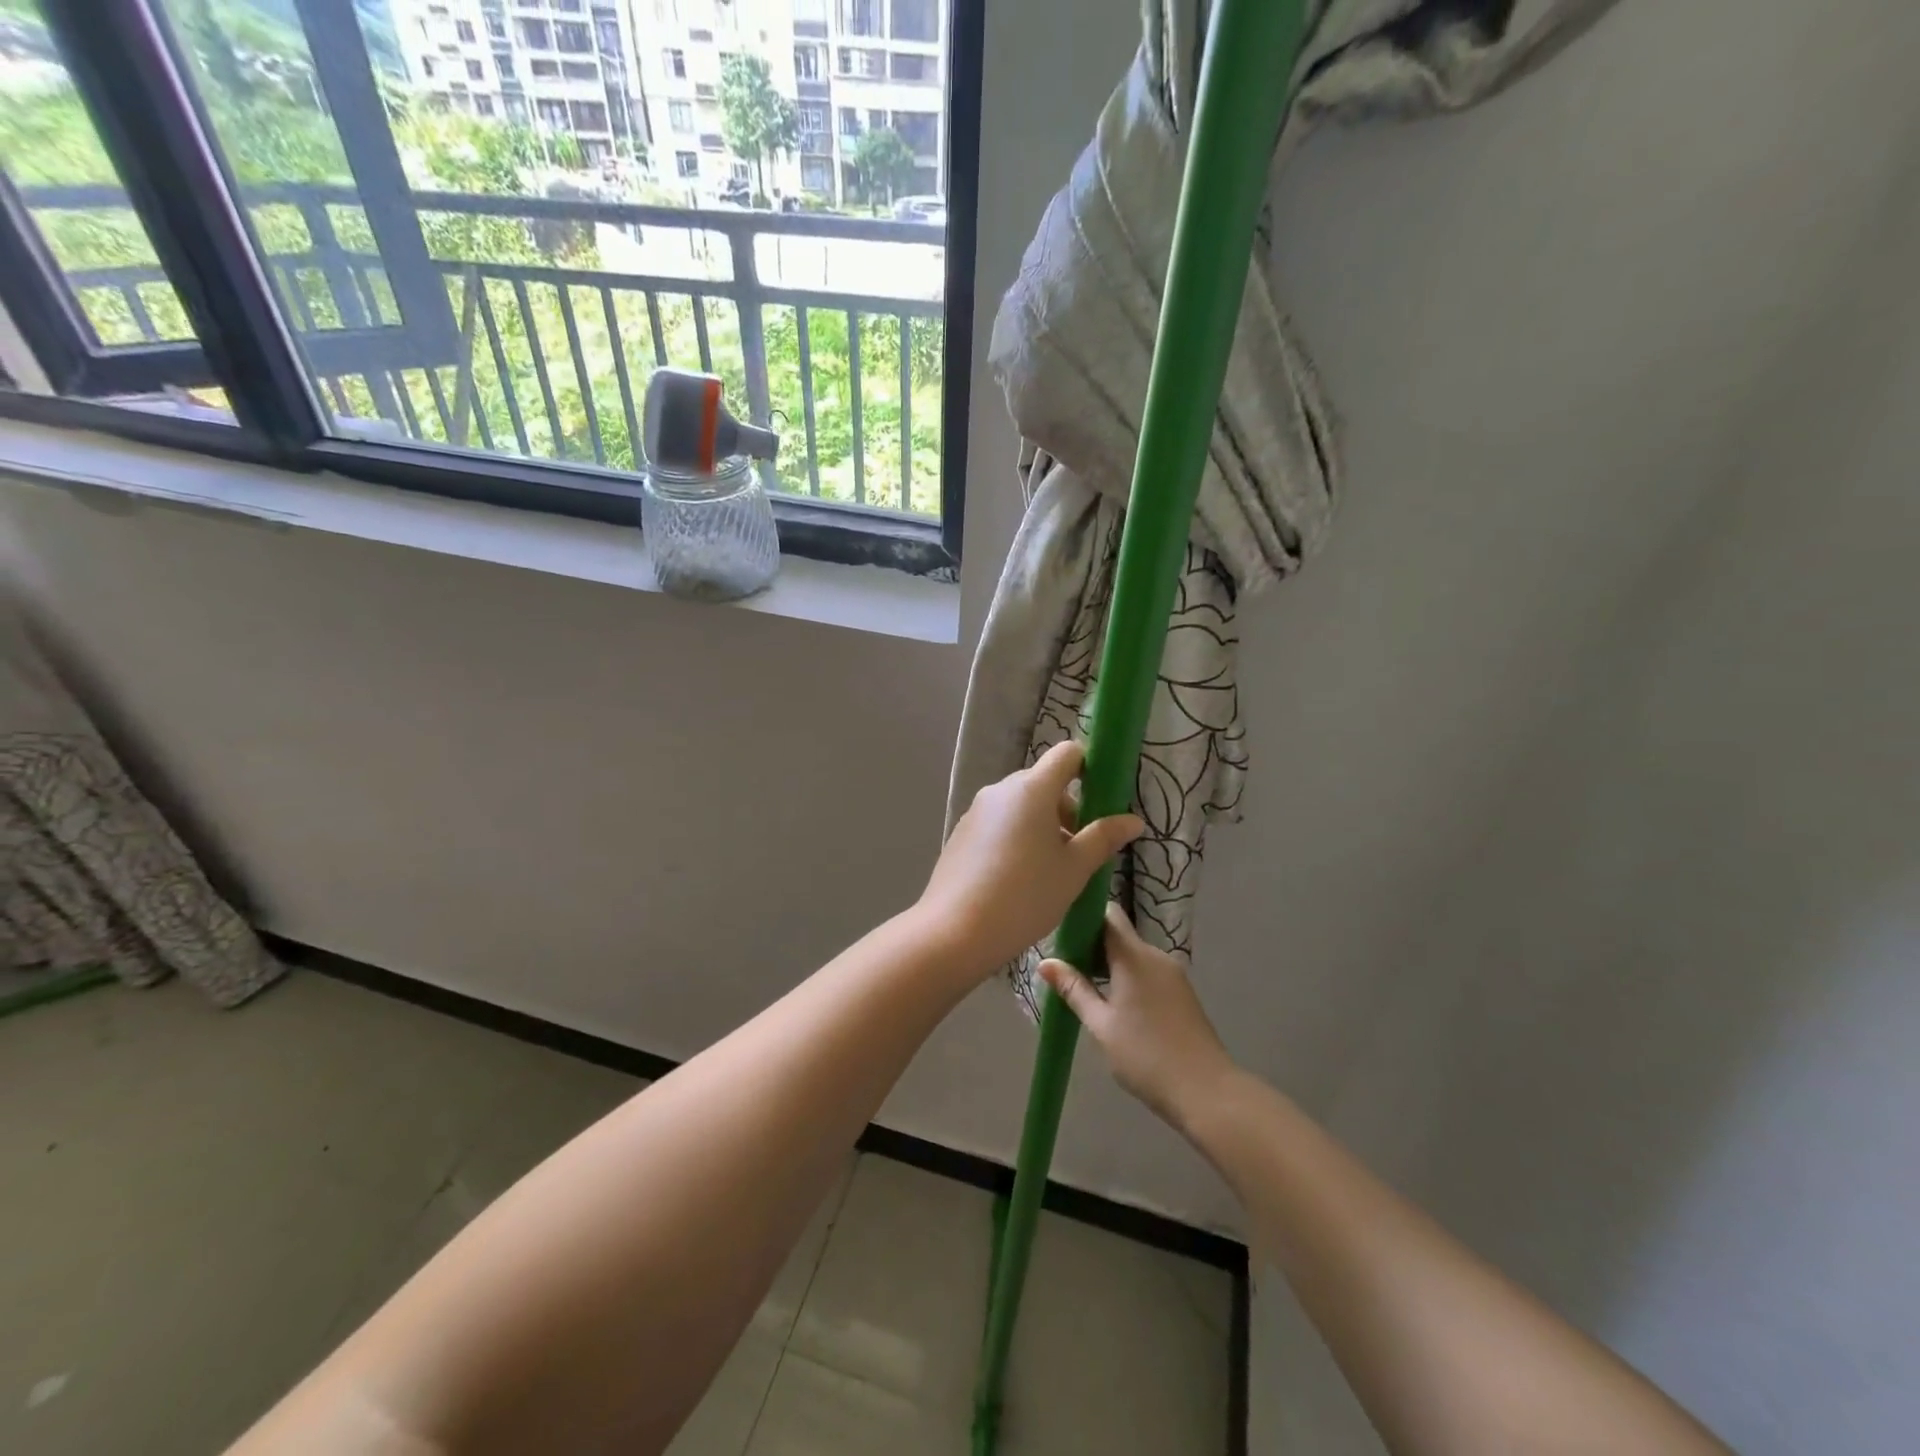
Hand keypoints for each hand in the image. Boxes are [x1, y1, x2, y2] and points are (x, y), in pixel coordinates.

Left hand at [919, 742, 1143, 975]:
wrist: (955, 932)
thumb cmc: (1025, 896)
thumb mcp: (1074, 869)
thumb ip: (1103, 838)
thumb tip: (1132, 820)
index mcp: (1032, 789)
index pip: (1067, 754)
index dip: (1089, 767)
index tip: (1102, 800)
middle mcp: (1000, 791)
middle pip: (1043, 782)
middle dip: (1067, 808)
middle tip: (1080, 850)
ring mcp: (976, 811)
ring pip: (1020, 805)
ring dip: (1042, 825)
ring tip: (1051, 871)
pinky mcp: (962, 834)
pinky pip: (999, 823)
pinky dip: (1016, 837)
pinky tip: (1019, 879)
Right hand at [1040, 904, 1237, 1129]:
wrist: (1206, 1091)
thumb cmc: (1145, 1056)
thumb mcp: (1101, 1025)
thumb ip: (1074, 989)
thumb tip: (1045, 962)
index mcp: (1133, 956)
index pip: (1107, 914)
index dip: (1084, 917)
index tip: (1062, 934)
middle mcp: (1155, 955)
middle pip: (1119, 934)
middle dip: (1093, 945)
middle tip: (1067, 967)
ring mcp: (1172, 973)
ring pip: (1134, 954)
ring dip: (1110, 964)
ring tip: (1086, 988)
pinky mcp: (1182, 991)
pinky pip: (1148, 971)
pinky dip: (1129, 977)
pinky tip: (1116, 1004)